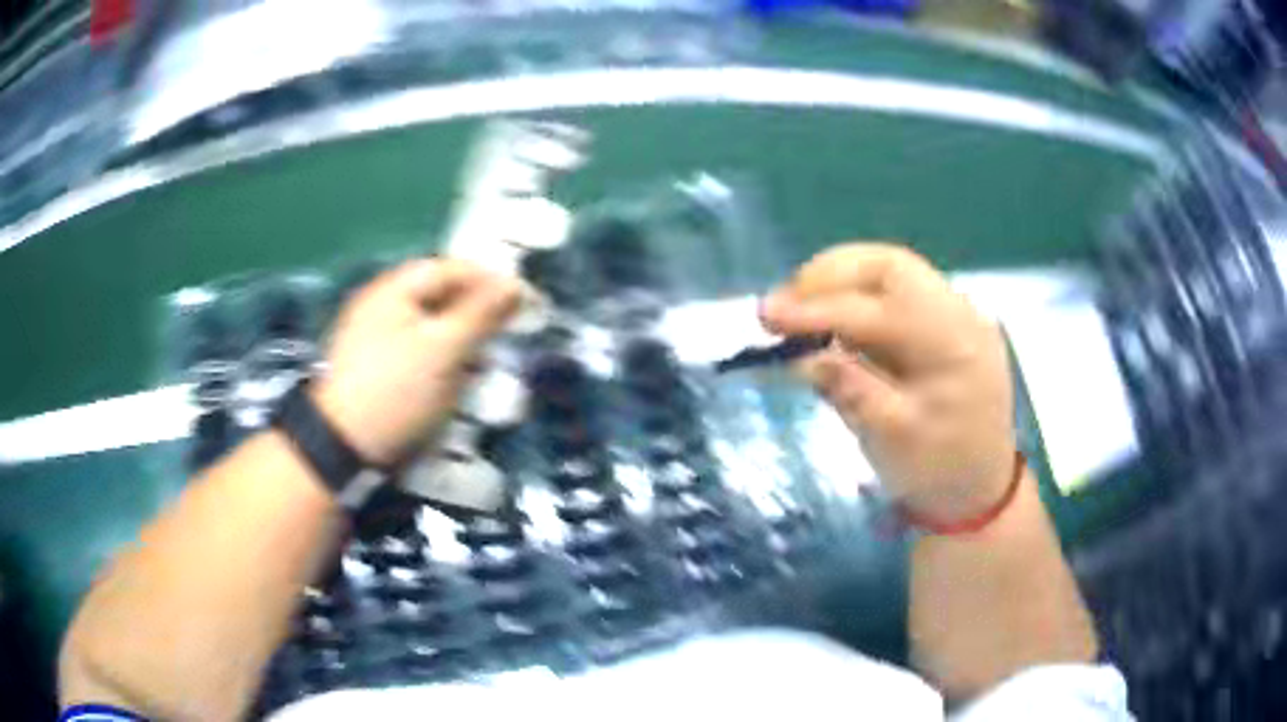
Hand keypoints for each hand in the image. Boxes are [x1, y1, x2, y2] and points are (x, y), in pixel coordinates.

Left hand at [311, 258, 522, 465]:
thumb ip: (481, 313)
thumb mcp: (444, 349)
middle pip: (439, 295)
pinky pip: (418, 351)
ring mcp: (376, 337)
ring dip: (461, 338)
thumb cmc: (397, 390)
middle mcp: (382, 305)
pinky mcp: (377, 368)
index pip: (451, 268)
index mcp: (394, 289)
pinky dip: (442, 359)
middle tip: (507, 332)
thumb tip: (516, 285)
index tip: (523, 302)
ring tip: (486, 360)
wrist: (343, 446)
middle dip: (477, 311)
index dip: (490, 280)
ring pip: (430, 325)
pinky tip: (456, 380)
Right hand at [761, 243, 1015, 523]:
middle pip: (888, 266)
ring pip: (889, 272)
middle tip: (783, 304)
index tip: (768, 319)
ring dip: (838, 281)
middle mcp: (958, 313)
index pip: (879, 310)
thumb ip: (852, 391)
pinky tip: (828, 319)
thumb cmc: (940, 470)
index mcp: (955, 345)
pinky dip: (853, 296)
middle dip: (828, 275)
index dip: (820, 311)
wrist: (980, 487)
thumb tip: (802, 356)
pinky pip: (893, 291)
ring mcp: (951, 312)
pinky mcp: (939, 321)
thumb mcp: (893, 441)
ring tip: (797, 308)